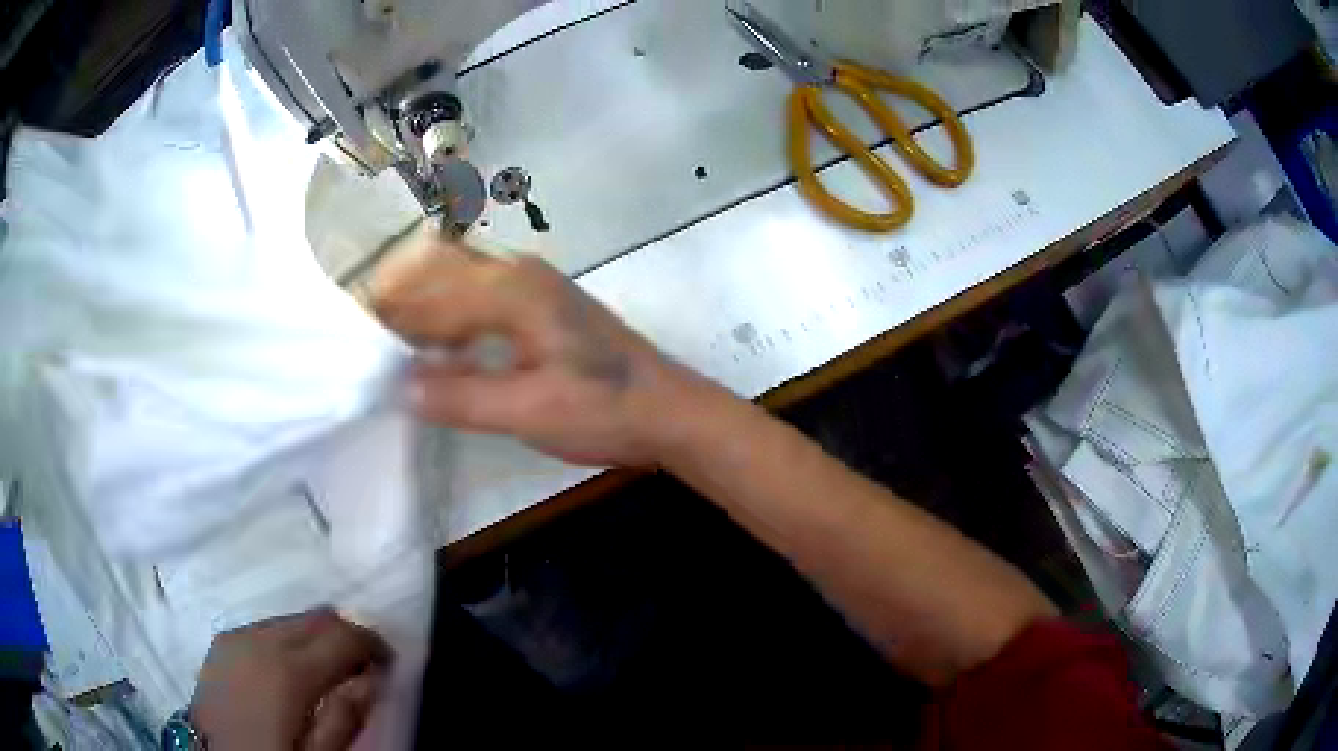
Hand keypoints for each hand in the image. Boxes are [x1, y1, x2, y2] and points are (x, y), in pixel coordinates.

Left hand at [189, 609, 390, 750]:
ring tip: (328, 670)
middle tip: (363, 665)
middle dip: (346, 635)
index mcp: (287, 668)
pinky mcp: (223, 640)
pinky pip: (267, 627)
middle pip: (316, 616)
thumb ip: (345, 715)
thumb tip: (371, 679)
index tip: (389, 662)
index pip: (342, 634)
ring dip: (317, 637)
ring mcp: (237, 635)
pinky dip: (290, 639)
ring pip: (291, 619)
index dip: (372, 642)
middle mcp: (261, 637)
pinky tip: (292, 669)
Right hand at [369, 234, 708, 465]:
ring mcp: (533, 287)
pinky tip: (438, 354)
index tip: (354, 340)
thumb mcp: (528, 412)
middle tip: (368, 348)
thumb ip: (460, 397)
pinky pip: (478, 301)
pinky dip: (449, 322)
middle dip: (398, 306)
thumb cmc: (604, 411)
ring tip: (392, 352)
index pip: (429, 291)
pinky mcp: (541, 308)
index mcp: (513, 289)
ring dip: (422, 313)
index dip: (387, 315)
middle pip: (438, 274)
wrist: (669, 412)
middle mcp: (519, 274)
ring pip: (457, 285)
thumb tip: (399, 385)